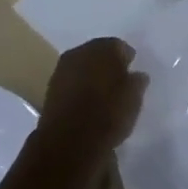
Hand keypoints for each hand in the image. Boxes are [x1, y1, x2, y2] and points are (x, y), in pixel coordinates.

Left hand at [39, 37, 147, 160]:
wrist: (69, 142)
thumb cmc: (108, 114)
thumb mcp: (134, 98)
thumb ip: (137, 82)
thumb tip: (137, 75)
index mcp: (103, 48)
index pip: (119, 46)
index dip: (127, 59)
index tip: (133, 72)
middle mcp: (80, 52)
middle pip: (98, 54)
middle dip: (108, 65)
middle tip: (118, 82)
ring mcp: (62, 70)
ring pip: (83, 68)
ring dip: (92, 76)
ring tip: (103, 94)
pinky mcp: (50, 89)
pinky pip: (71, 83)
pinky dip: (79, 89)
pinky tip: (87, 103)